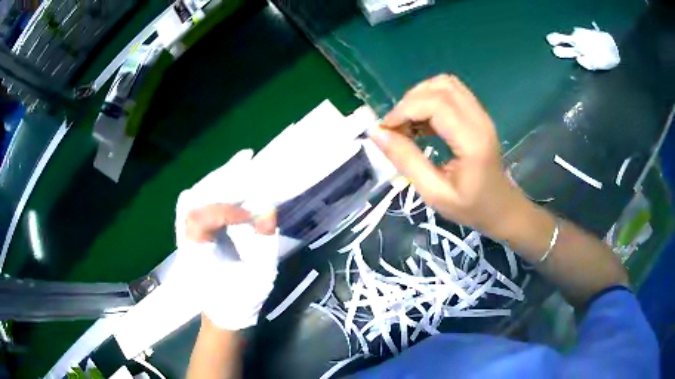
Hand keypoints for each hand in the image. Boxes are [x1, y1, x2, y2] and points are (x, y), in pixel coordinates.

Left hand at [175, 150, 278, 330]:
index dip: (227, 209)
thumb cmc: (242, 298)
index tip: (252, 214)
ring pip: (192, 197)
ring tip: (240, 165)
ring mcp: (185, 235)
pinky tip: (226, 180)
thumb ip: (263, 242)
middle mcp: (185, 241)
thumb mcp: (260, 276)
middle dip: (220, 178)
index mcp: (198, 255)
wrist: (223, 312)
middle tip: (246, 160)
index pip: (202, 218)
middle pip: (193, 198)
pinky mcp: (190, 232)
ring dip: (215, 180)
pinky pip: (194, 202)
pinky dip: (210, 188)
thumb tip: (266, 206)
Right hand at [369, 74, 519, 235]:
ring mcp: (481, 114)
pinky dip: (431, 99)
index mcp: (472, 141)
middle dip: (409, 102)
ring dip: (420, 96)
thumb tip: (377, 133)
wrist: (500, 208)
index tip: (386, 130)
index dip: (404, 110)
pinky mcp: (478, 114)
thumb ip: (406, 161)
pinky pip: (451, 92)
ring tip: (409, 123)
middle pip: (440, 87)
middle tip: (396, 128)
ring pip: (446, 84)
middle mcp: (479, 119)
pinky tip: (423, 122)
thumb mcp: (434, 193)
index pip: (435, 104)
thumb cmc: (470, 207)